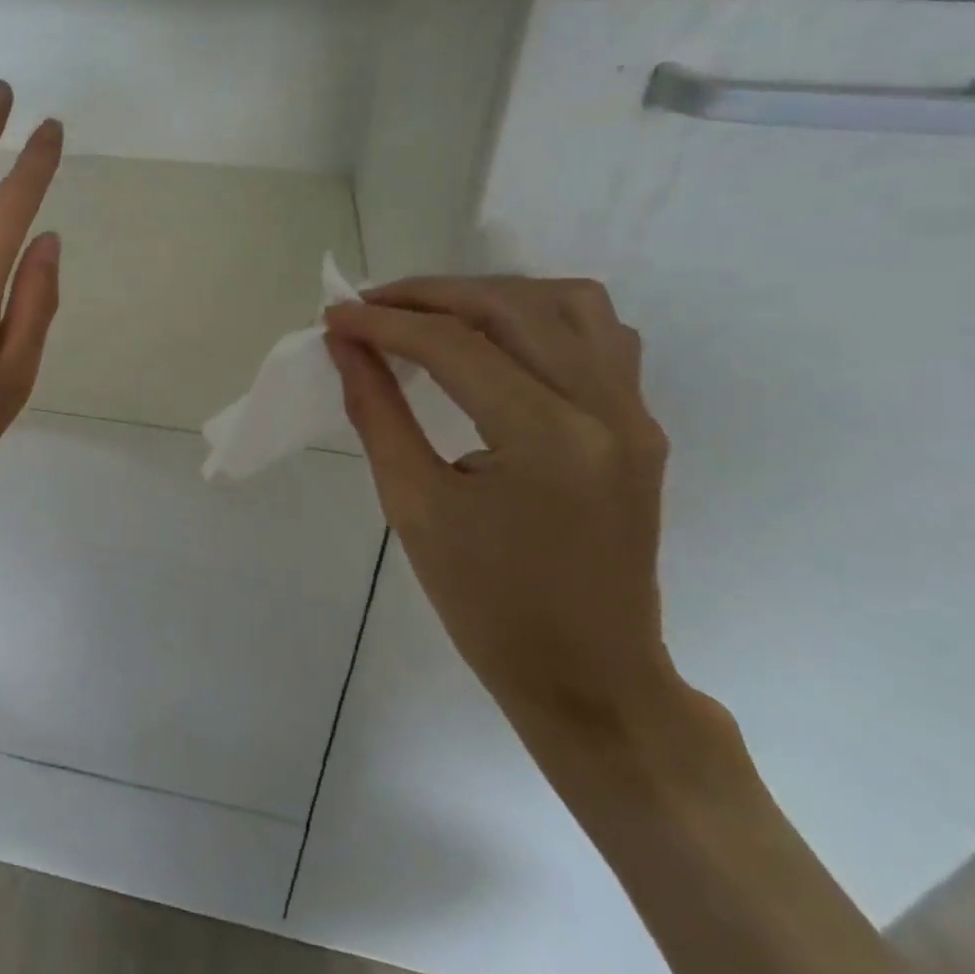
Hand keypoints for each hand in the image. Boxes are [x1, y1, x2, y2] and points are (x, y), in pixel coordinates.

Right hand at [324, 277, 678, 735]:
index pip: (453, 345)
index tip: (334, 316)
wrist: (591, 679)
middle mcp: (603, 409)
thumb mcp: (414, 505)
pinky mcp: (640, 425)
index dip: (383, 323)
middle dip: (429, 295)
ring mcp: (633, 414)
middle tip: (371, 308)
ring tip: (434, 315)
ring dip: (492, 294)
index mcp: (546, 438)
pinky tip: (497, 341)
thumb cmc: (488, 605)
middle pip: (510, 306)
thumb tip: (344, 345)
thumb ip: (377, 410)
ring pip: (569, 303)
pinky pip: (600, 335)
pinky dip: (539, 317)